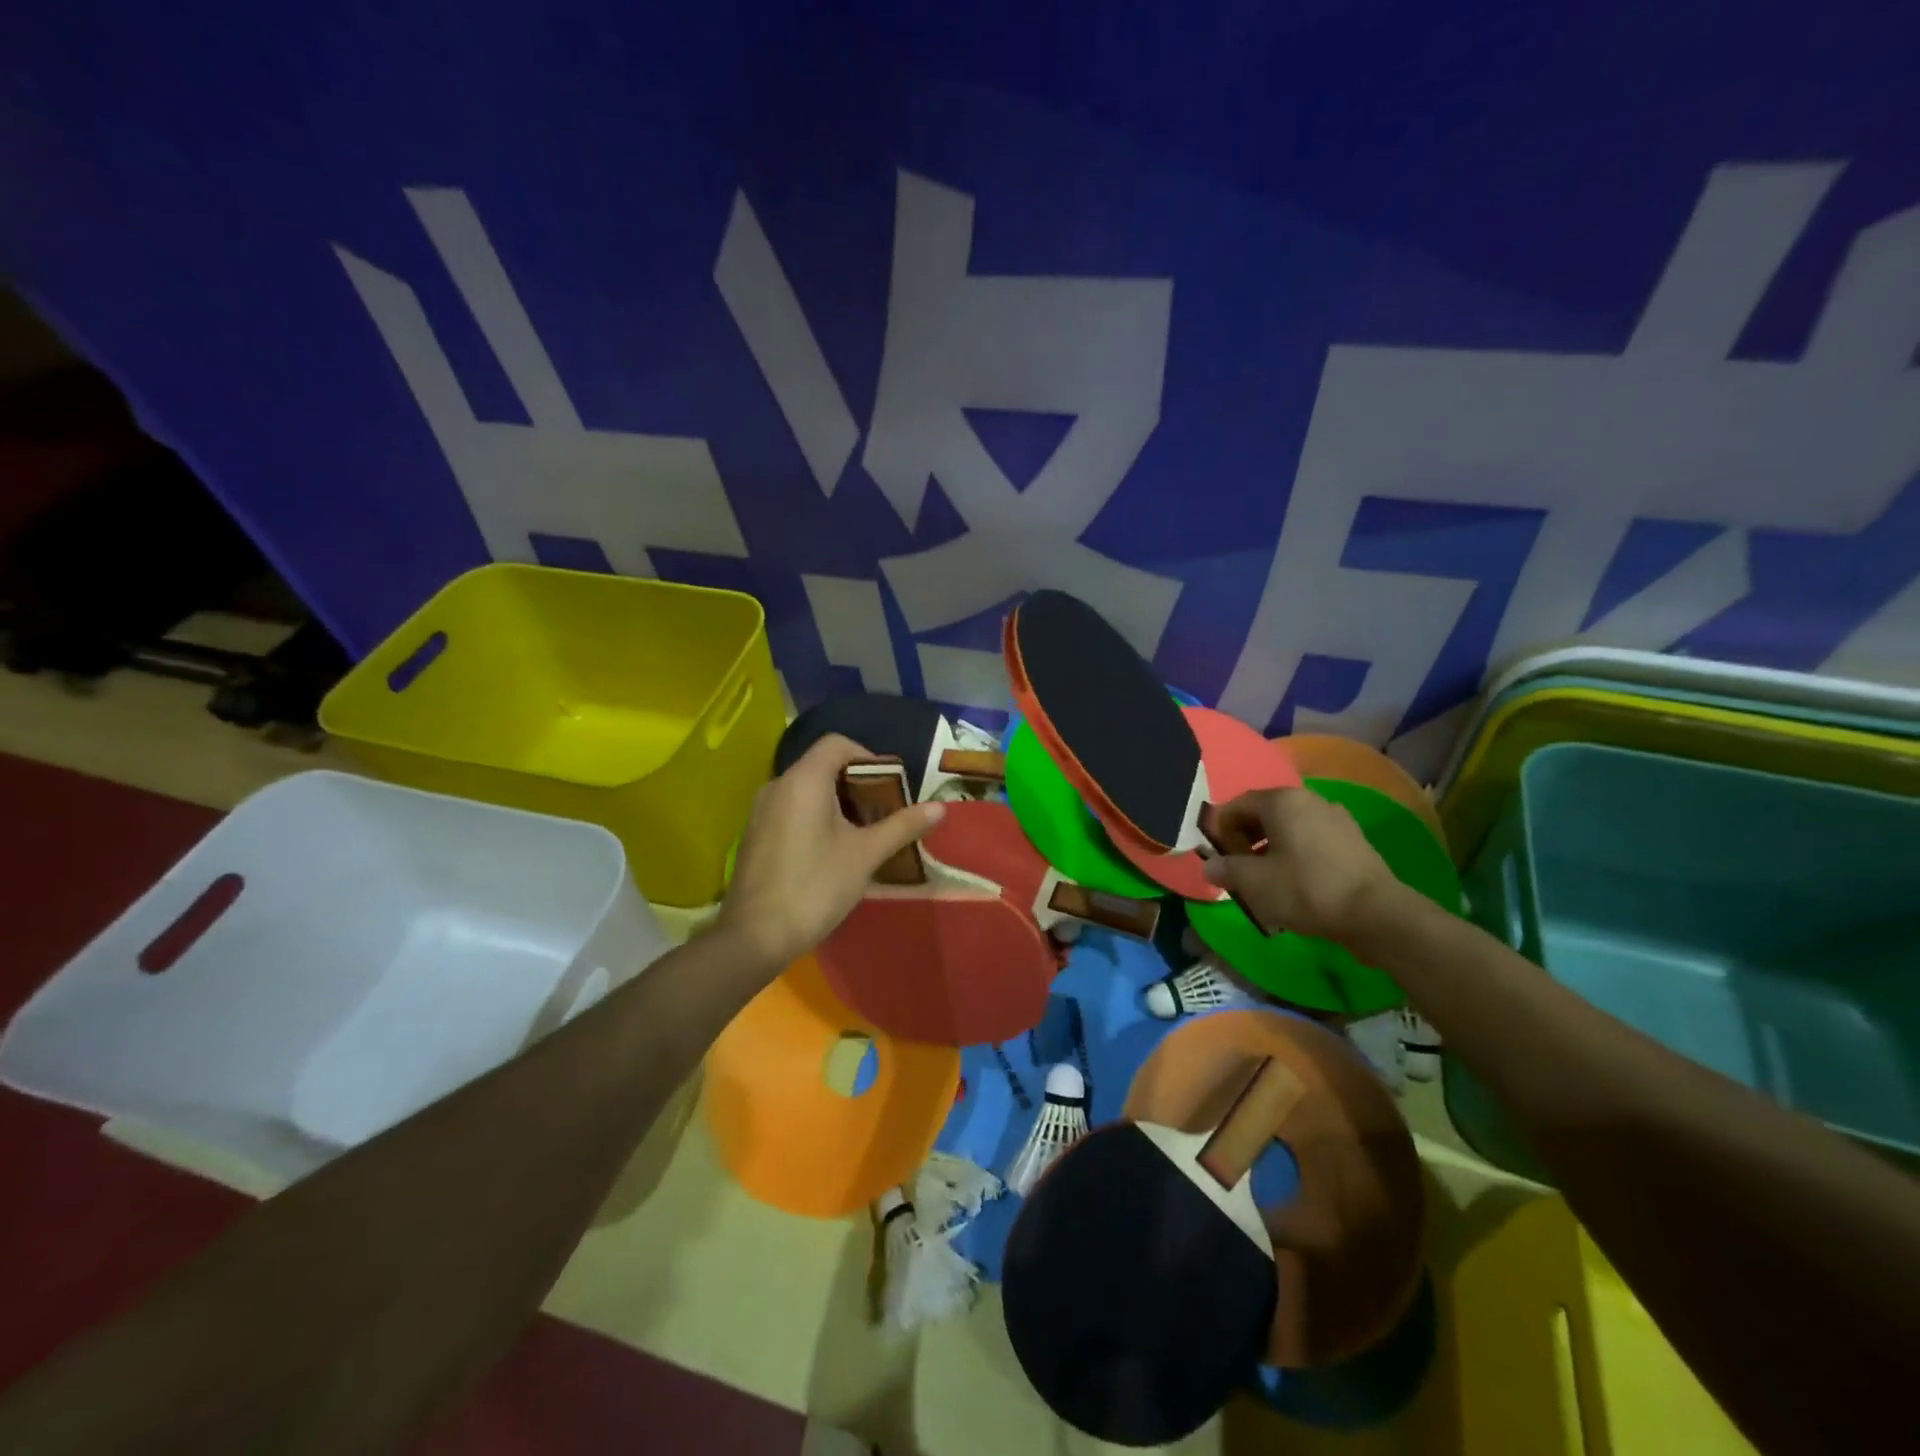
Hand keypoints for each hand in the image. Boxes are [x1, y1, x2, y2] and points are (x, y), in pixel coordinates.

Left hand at [715, 733, 943, 972]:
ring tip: (864, 833)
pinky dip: (816, 816)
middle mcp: (777, 785)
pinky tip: (833, 850)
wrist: (755, 936)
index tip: (891, 786)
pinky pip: (792, 809)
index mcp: (804, 780)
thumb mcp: (865, 855)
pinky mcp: (756, 834)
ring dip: (838, 802)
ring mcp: (761, 810)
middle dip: (858, 783)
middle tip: (884, 812)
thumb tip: (940, 808)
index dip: (869, 757)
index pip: (837, 744)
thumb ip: (902, 826)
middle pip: (822, 765)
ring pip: (807, 789)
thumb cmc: (815, 886)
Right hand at [1201, 787, 1398, 944]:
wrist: (1375, 914)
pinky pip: (1313, 841)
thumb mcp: (1253, 882)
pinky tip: (1295, 884)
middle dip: (1246, 838)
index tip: (1215, 854)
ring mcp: (1337, 819)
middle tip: (1237, 868)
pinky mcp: (1354, 842)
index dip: (1220, 828)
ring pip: (1290, 829)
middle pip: (1265, 814)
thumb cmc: (1305, 889)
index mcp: (1282, 801)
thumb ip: (1226, 869)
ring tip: (1265, 880)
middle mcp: (1309, 800)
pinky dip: (1297, 856)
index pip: (1238, 804)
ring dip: (1271, 848)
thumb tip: (1209, 865)